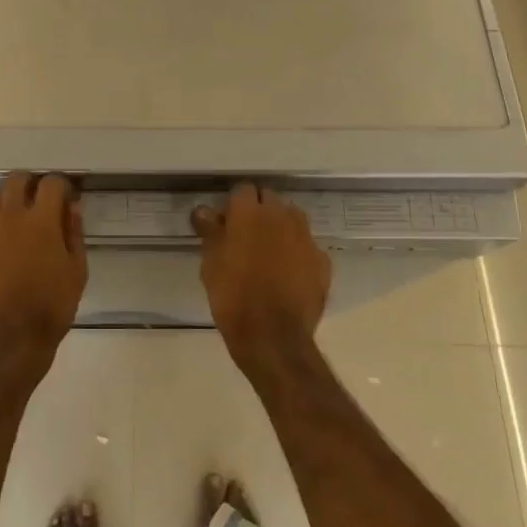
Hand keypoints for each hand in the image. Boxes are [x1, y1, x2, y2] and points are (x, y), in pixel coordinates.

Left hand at [0, 172, 86, 377]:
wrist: (10, 338)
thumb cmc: (52, 305)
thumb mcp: (76, 270)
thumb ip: (74, 233)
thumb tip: (72, 207)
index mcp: (41, 220)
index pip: (51, 183)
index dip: (62, 185)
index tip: (67, 197)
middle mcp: (11, 218)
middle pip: (16, 180)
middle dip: (30, 183)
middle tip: (41, 200)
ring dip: (9, 200)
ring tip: (21, 218)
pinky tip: (6, 247)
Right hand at [192, 183, 331, 371]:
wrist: (272, 336)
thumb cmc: (232, 296)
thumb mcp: (210, 263)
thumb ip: (210, 231)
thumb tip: (205, 210)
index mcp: (250, 212)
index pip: (242, 190)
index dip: (233, 205)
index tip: (225, 223)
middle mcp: (282, 216)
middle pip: (269, 199)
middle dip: (259, 211)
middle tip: (245, 236)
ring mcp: (306, 237)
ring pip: (292, 219)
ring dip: (281, 227)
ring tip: (269, 252)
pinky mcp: (322, 261)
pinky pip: (307, 246)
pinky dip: (298, 253)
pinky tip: (289, 273)